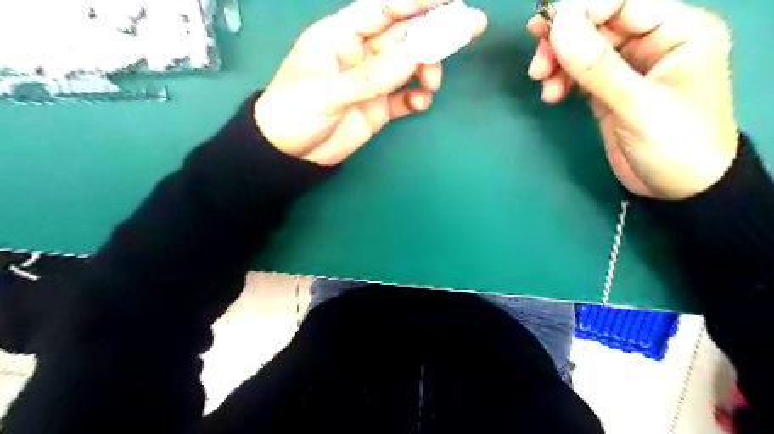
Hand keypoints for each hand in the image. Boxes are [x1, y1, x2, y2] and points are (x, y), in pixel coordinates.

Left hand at [260, 0, 488, 166]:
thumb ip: (370, 77)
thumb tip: (413, 57)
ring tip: (433, 81)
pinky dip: (416, 98)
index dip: (414, 1)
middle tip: (469, 26)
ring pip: (408, 67)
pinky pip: (403, 98)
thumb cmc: (294, 113)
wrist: (290, 155)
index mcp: (340, 37)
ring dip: (427, 68)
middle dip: (434, 31)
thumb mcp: (326, 92)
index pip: (382, 9)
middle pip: (403, 36)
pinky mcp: (378, 108)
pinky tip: (420, 103)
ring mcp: (371, 83)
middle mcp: (360, 55)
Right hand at [527, 1, 735, 198]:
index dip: (582, 10)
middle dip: (564, 41)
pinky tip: (553, 95)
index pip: (623, 2)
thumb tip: (559, 25)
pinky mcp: (609, 89)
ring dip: (558, 62)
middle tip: (538, 63)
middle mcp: (653, 42)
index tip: (546, 28)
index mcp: (677, 31)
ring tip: (542, 83)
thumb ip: (598, 67)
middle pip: (598, 24)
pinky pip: (579, 73)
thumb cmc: (674, 145)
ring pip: (584, 49)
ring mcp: (628, 67)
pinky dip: (562, 80)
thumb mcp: (637, 105)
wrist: (678, 188)